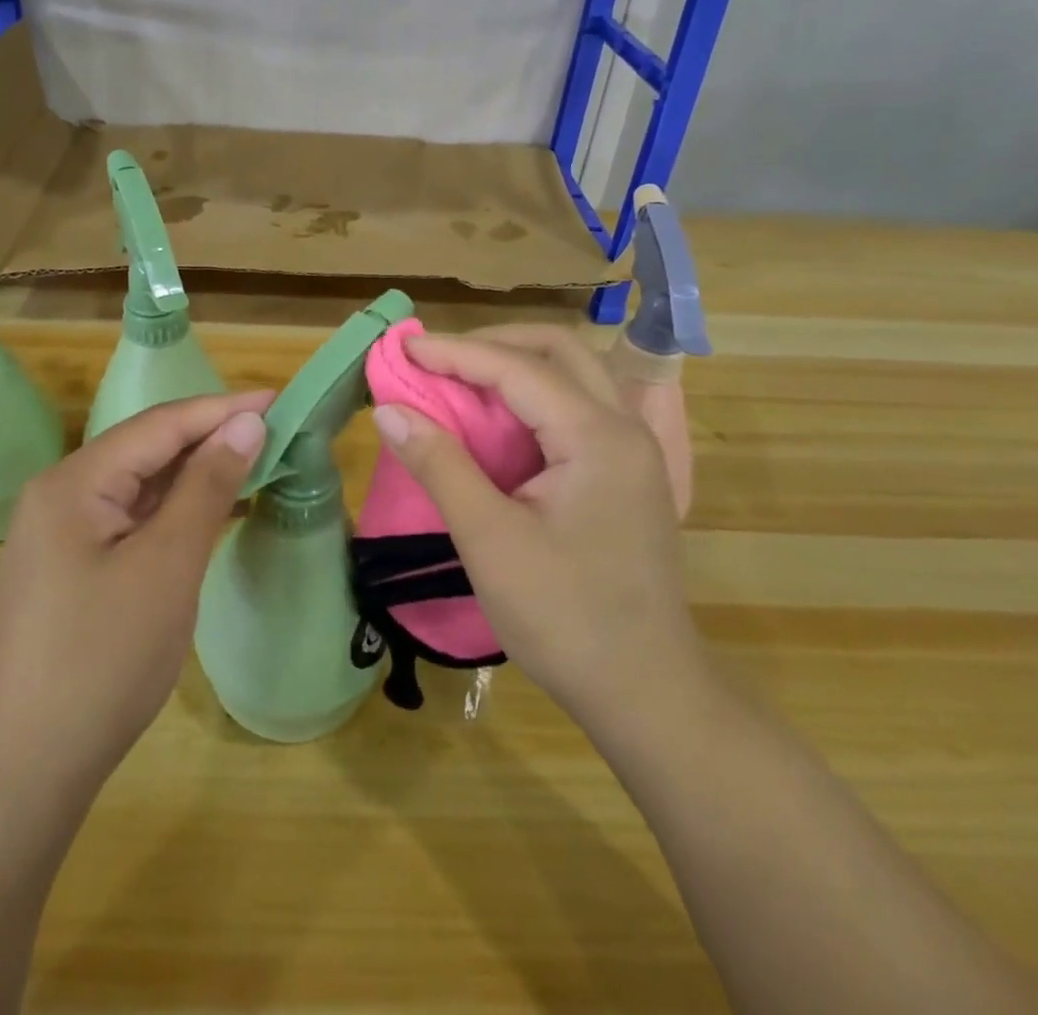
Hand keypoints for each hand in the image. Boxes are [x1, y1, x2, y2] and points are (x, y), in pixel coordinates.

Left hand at [0, 392, 271, 798]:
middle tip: (274, 430)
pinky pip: (131, 518)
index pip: (159, 425)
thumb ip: (207, 485)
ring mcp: (61, 532)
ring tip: (255, 461)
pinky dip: (175, 510)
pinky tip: (212, 509)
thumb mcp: (168, 564)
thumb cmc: (105, 657)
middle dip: (210, 437)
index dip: (221, 409)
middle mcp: (60, 494)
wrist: (31, 767)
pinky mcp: (72, 565)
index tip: (278, 400)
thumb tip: (247, 424)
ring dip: (195, 473)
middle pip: (147, 448)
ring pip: (140, 484)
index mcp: (73, 482)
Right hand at [370, 331, 703, 729]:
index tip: (404, 346)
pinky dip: (531, 399)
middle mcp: (623, 428)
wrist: (648, 694)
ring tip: (459, 380)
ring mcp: (632, 451)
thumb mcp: (490, 541)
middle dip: (493, 344)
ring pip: (572, 376)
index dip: (455, 352)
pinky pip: (576, 409)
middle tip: (437, 358)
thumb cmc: (566, 619)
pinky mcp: (626, 475)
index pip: (518, 368)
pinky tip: (497, 421)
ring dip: (514, 367)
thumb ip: (440, 465)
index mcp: (598, 437)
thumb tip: (389, 410)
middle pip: (558, 351)